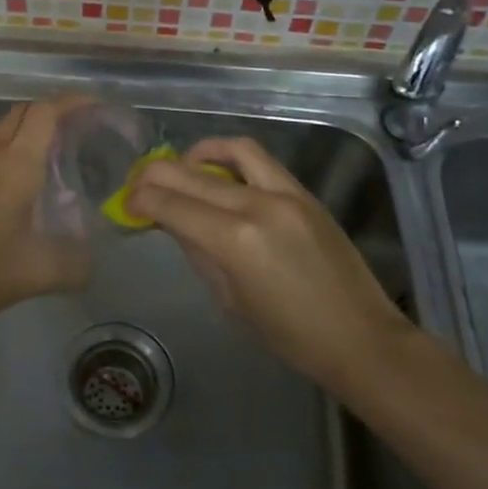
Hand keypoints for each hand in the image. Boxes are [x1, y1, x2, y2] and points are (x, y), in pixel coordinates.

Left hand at [0, 98, 90, 331]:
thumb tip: (94, 262)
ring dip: (29, 126)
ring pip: (2, 125)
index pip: (46, 112)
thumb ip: (75, 265)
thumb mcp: (38, 273)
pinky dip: (11, 144)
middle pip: (23, 111)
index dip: (72, 102)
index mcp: (16, 163)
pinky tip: (20, 178)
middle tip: (81, 131)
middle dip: (54, 111)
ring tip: (55, 150)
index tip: (96, 108)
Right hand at [128, 136, 410, 390]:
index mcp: (235, 240)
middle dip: (156, 176)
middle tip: (139, 185)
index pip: (171, 204)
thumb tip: (175, 223)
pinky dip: (232, 159)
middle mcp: (257, 205)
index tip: (126, 204)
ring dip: (198, 154)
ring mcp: (286, 194)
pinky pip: (260, 162)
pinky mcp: (305, 194)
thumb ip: (199, 252)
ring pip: (232, 150)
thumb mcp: (230, 299)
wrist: (360, 337)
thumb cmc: (289, 335)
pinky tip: (220, 175)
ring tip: (182, 168)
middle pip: (192, 174)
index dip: (141, 200)